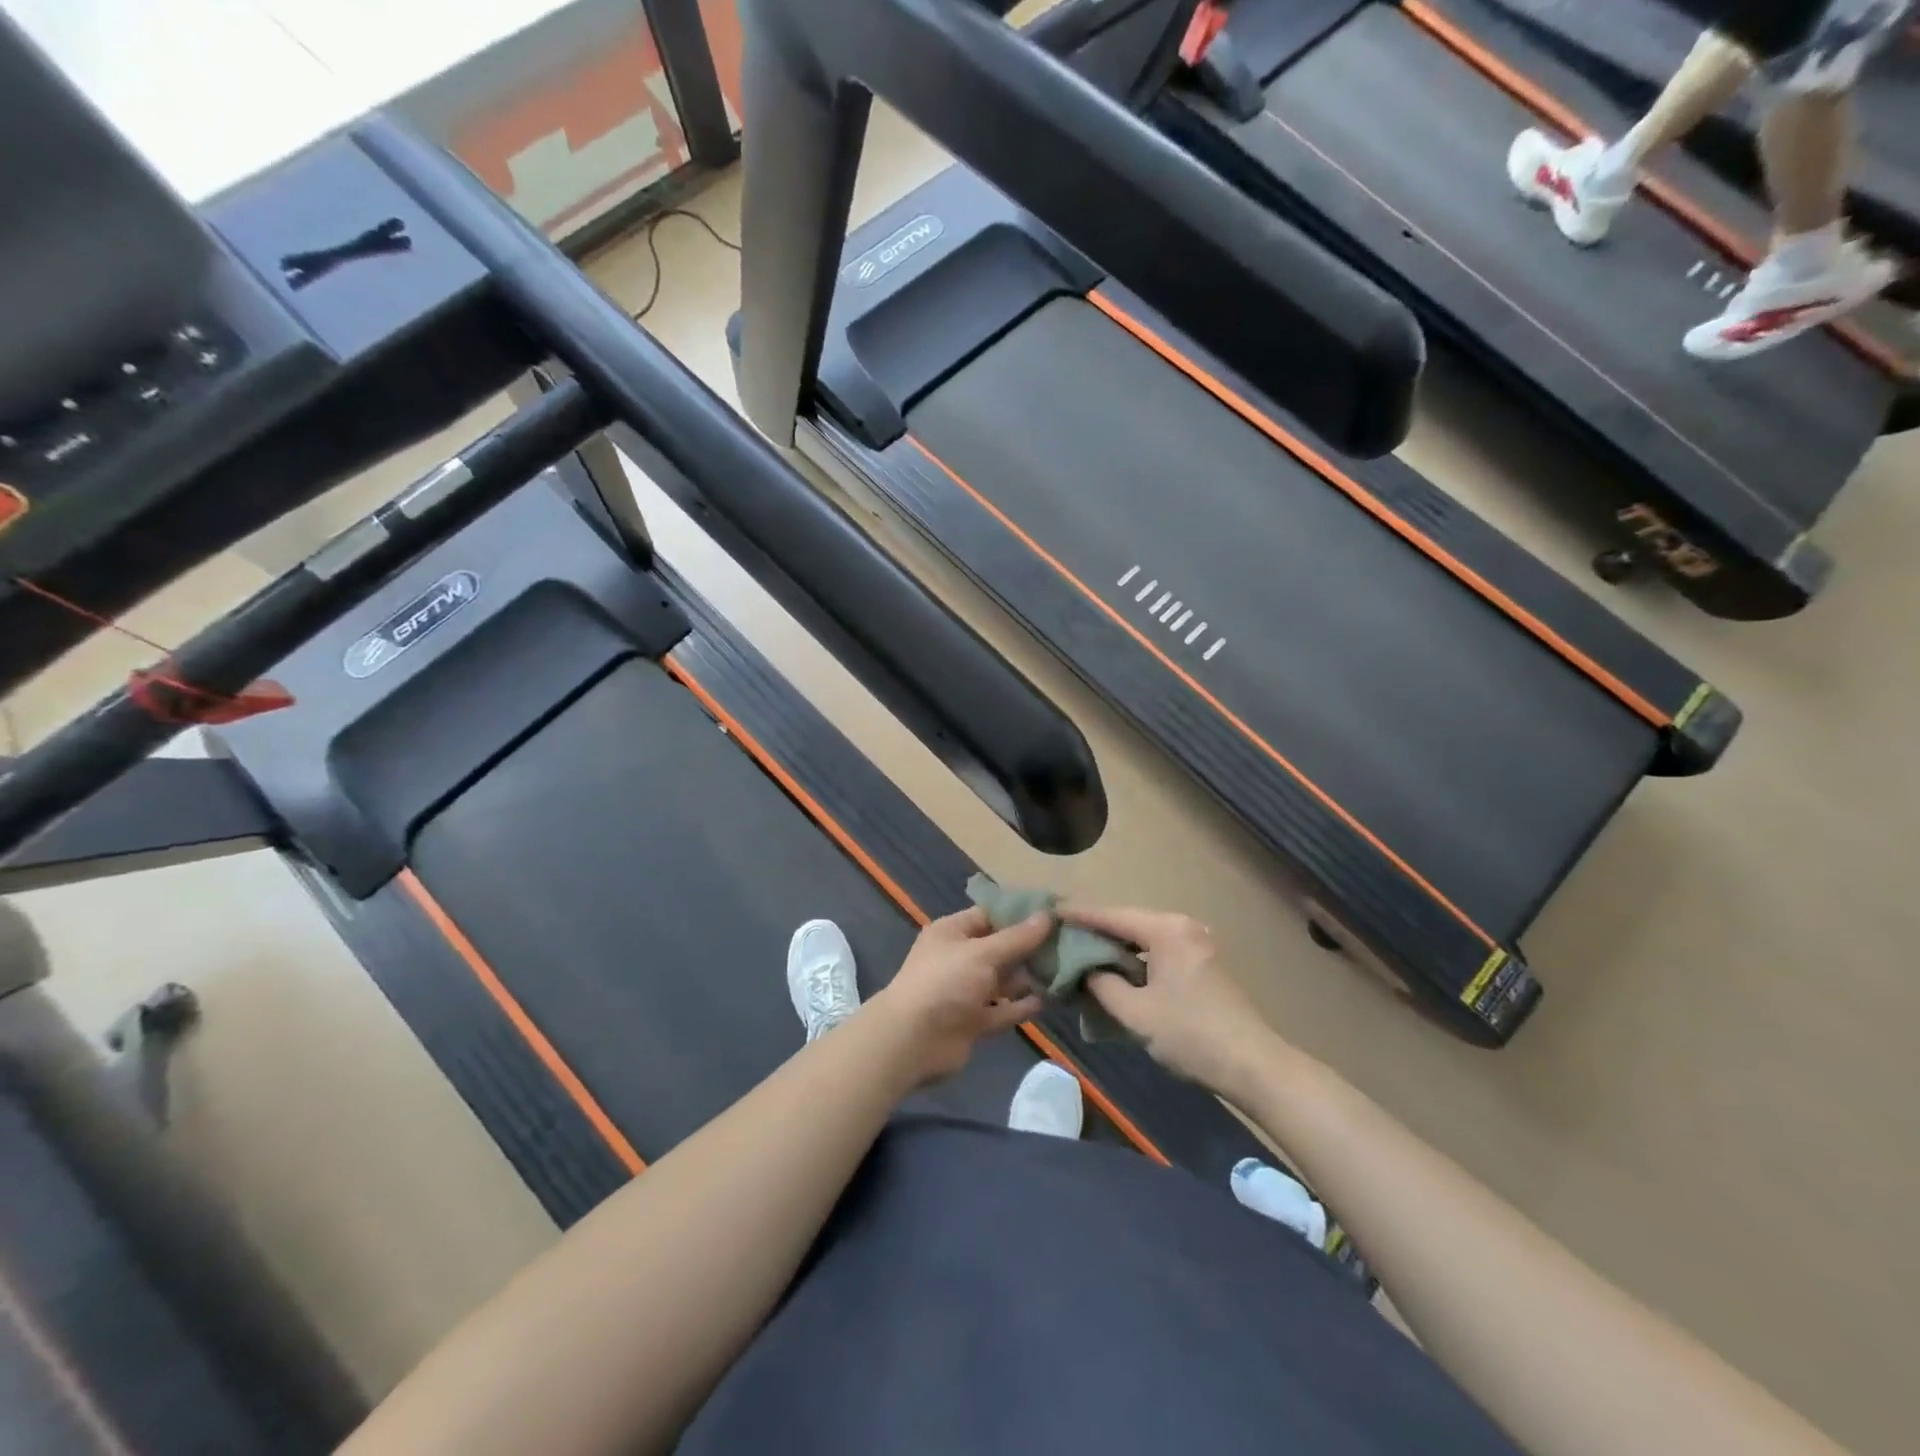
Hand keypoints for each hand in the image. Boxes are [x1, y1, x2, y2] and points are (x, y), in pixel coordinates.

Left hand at [871, 908, 1051, 1086]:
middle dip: (1029, 948)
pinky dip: (1021, 1006)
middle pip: (1000, 948)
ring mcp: (965, 991)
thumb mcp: (983, 953)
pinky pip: (1002, 1010)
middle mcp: (959, 958)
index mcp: (953, 932)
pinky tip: (1048, 1001)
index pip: (990, 915)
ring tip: (1064, 971)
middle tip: (1068, 944)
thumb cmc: (945, 982)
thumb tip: (1047, 915)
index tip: (1054, 914)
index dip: (1020, 914)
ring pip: (1002, 981)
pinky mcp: (973, 1021)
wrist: (912, 1041)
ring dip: (1028, 978)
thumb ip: (1017, 938)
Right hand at [1063, 904, 1278, 1093]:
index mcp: (1167, 930)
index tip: (1050, 913)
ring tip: (1081, 953)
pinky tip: (1116, 971)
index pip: (1112, 915)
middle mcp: (1183, 927)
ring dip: (1115, 947)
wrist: (1253, 1065)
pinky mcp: (1203, 964)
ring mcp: (1197, 944)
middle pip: (1128, 922)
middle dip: (1095, 930)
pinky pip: (1158, 951)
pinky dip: (1135, 959)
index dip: (1079, 915)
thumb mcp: (1136, 1013)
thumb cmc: (1190, 1034)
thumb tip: (1086, 972)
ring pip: (1144, 938)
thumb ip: (1103, 985)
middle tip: (1061, 935)